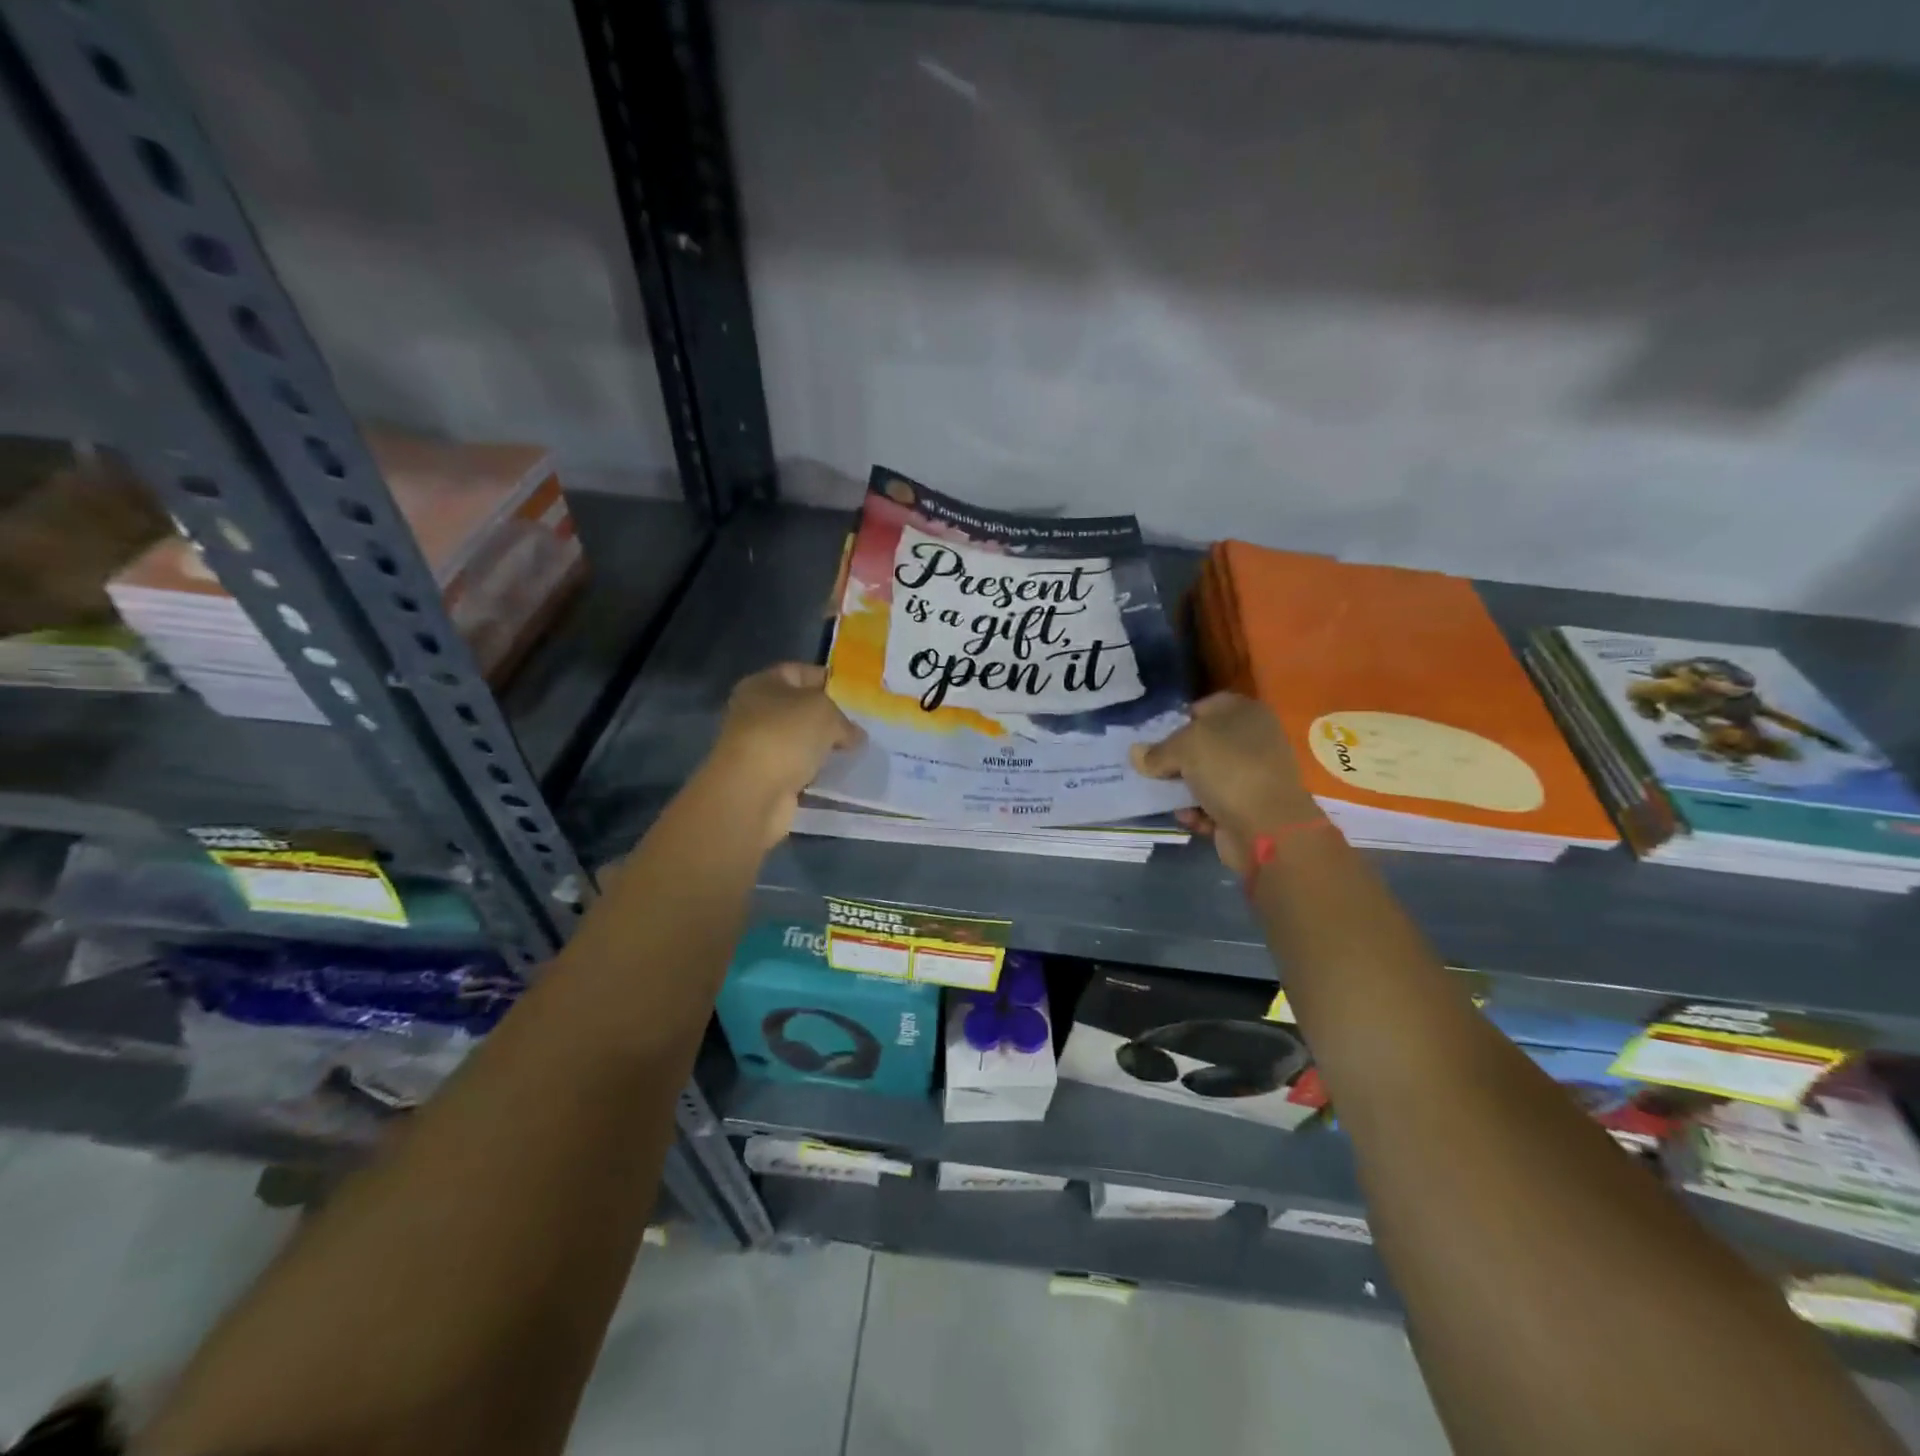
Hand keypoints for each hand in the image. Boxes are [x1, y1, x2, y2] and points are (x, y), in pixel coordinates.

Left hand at [701, 663, 862, 845]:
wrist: (753, 793)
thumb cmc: (785, 736)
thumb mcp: (825, 712)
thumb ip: (844, 720)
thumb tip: (855, 735)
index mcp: (762, 684)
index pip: (799, 672)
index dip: (828, 680)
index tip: (856, 694)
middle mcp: (755, 712)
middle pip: (800, 708)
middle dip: (829, 717)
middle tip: (860, 725)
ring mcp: (759, 746)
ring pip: (800, 741)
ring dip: (823, 747)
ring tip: (854, 751)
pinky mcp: (765, 778)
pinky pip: (798, 768)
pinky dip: (815, 771)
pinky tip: (837, 774)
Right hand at [1130, 693, 1317, 874]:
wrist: (1268, 827)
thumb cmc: (1228, 770)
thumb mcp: (1183, 748)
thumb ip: (1156, 751)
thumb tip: (1137, 754)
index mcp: (1245, 712)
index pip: (1203, 706)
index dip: (1176, 720)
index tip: (1153, 740)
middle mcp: (1253, 740)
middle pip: (1202, 744)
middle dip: (1175, 759)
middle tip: (1152, 769)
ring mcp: (1252, 775)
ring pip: (1204, 776)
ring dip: (1183, 789)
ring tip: (1165, 798)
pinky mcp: (1248, 807)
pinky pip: (1213, 804)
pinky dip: (1198, 812)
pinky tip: (1189, 818)